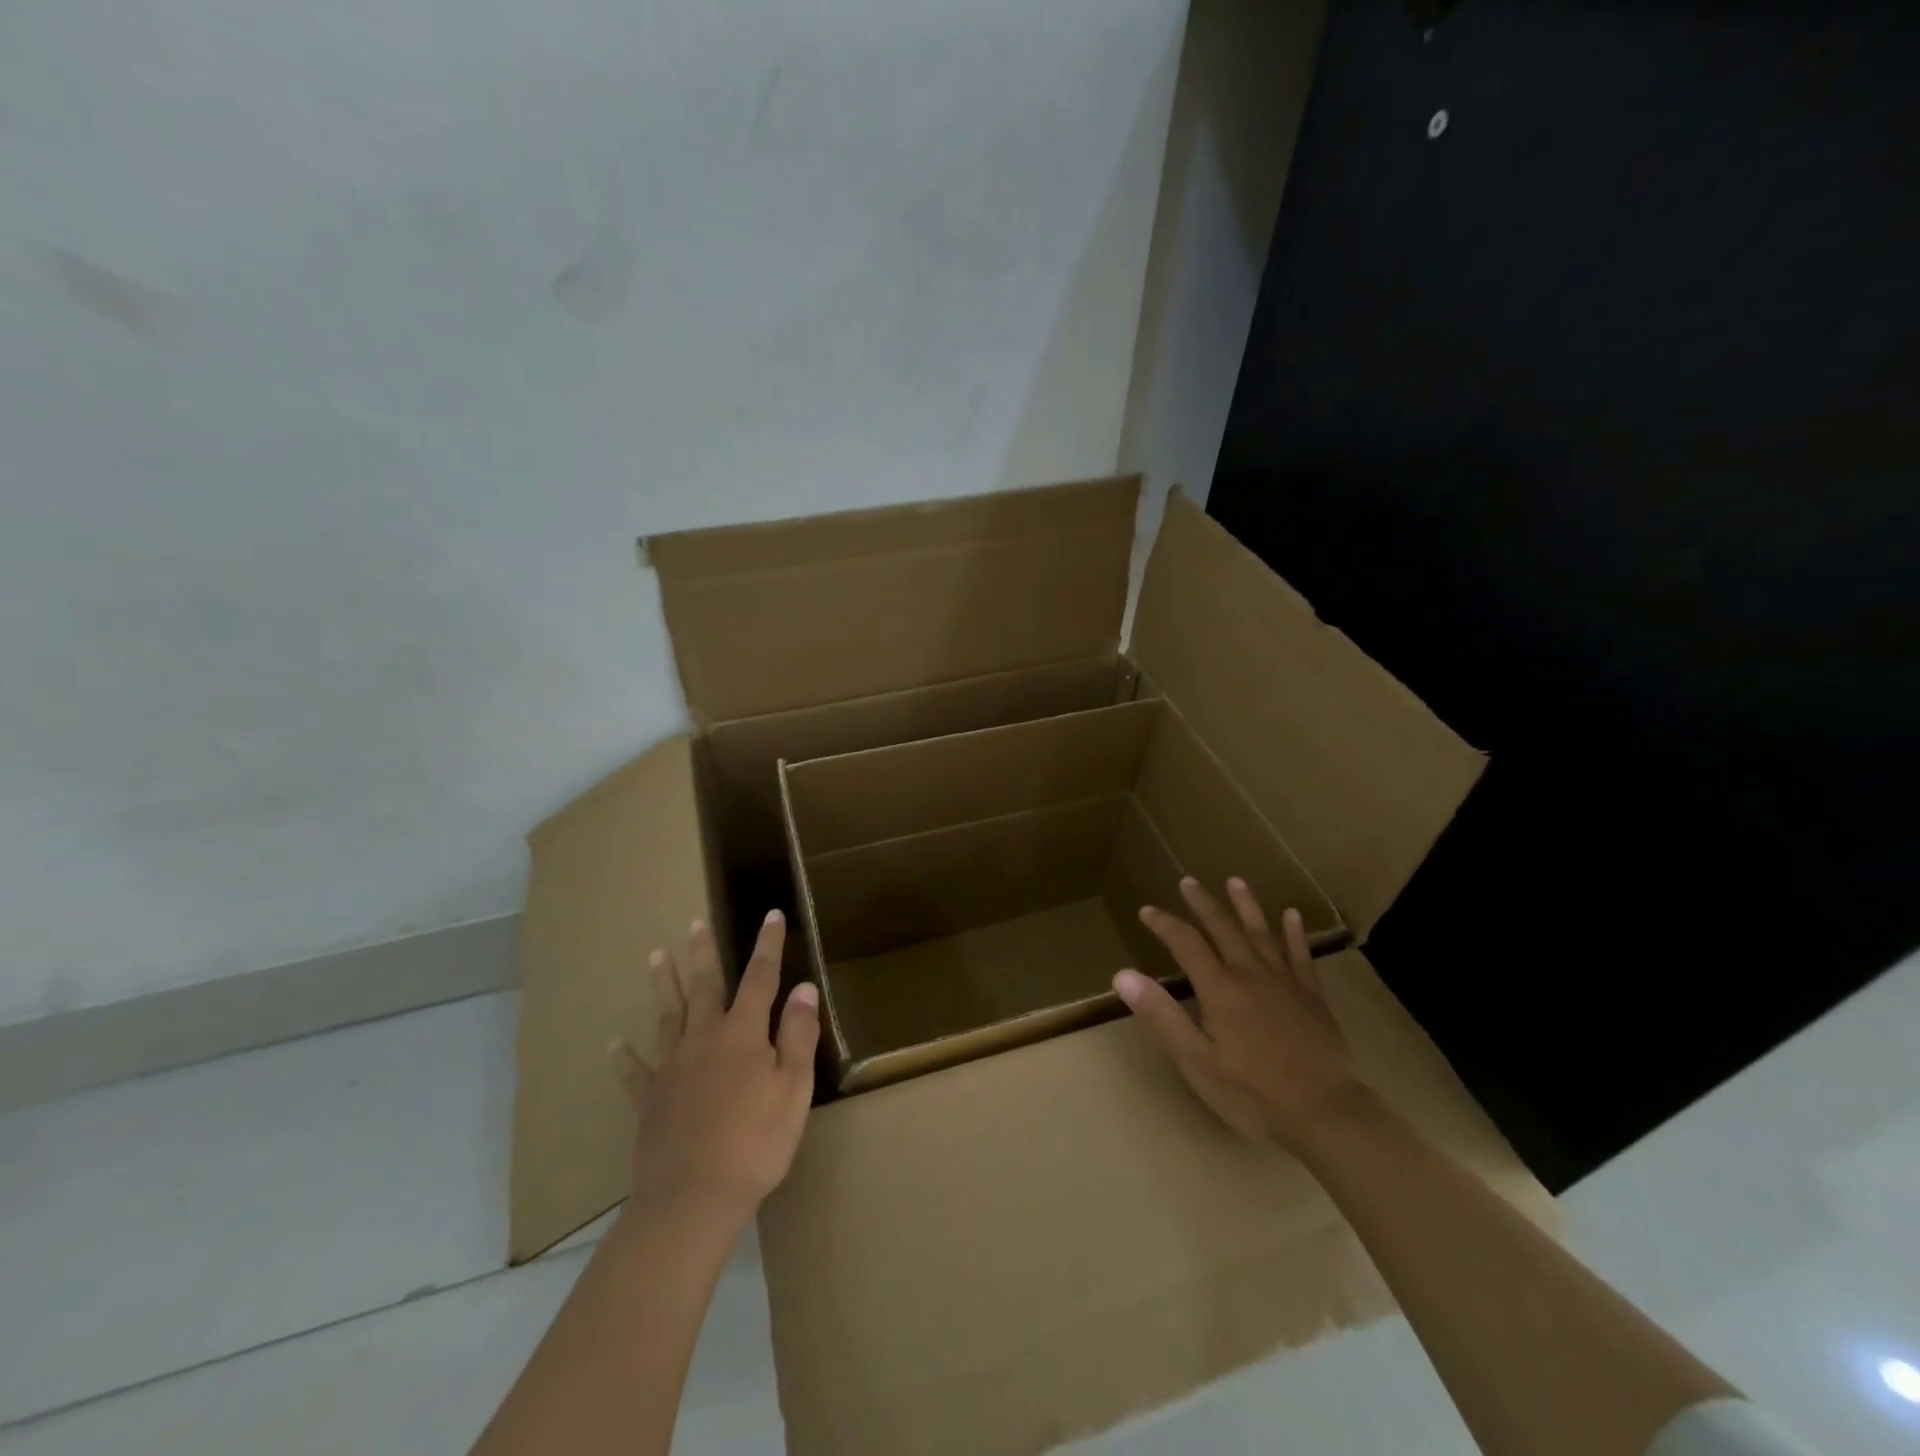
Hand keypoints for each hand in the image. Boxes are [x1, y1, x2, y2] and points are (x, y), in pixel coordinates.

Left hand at [609, 910, 818, 1230]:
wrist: (693, 1198)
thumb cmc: (756, 1142)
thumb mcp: (794, 1087)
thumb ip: (799, 1035)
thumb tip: (803, 988)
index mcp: (743, 1033)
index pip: (760, 977)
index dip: (768, 945)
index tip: (771, 914)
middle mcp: (704, 1038)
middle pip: (705, 986)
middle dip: (703, 953)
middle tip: (694, 924)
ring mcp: (672, 1068)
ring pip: (668, 1016)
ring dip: (664, 985)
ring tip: (656, 957)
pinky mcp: (650, 1100)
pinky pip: (635, 1071)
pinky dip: (624, 1056)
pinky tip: (613, 1044)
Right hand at [1114, 876, 1361, 1150]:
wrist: (1325, 1113)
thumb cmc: (1252, 1093)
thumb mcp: (1196, 1060)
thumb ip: (1161, 1014)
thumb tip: (1123, 974)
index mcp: (1219, 988)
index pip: (1186, 943)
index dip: (1164, 924)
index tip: (1147, 910)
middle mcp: (1250, 974)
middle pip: (1223, 928)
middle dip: (1203, 903)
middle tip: (1188, 881)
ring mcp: (1285, 982)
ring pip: (1261, 933)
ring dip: (1246, 905)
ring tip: (1235, 881)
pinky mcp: (1312, 997)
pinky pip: (1301, 955)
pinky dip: (1294, 933)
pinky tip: (1292, 915)